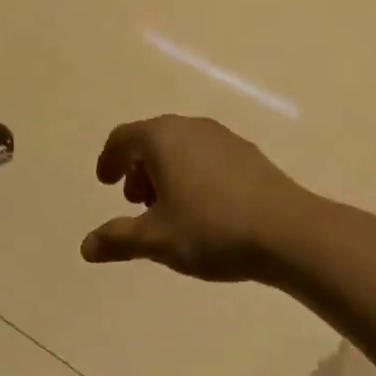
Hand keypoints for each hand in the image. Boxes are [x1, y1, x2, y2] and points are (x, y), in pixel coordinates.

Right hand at [81, 116, 309, 281]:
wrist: (288, 231)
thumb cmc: (212, 229)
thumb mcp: (157, 239)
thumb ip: (118, 239)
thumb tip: (86, 246)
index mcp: (163, 138)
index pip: (124, 137)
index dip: (109, 160)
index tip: (105, 183)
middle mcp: (192, 128)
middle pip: (153, 139)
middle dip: (138, 168)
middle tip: (136, 201)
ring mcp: (224, 138)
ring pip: (182, 147)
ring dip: (166, 172)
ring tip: (169, 210)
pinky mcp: (249, 154)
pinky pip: (207, 156)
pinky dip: (193, 174)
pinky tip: (203, 209)